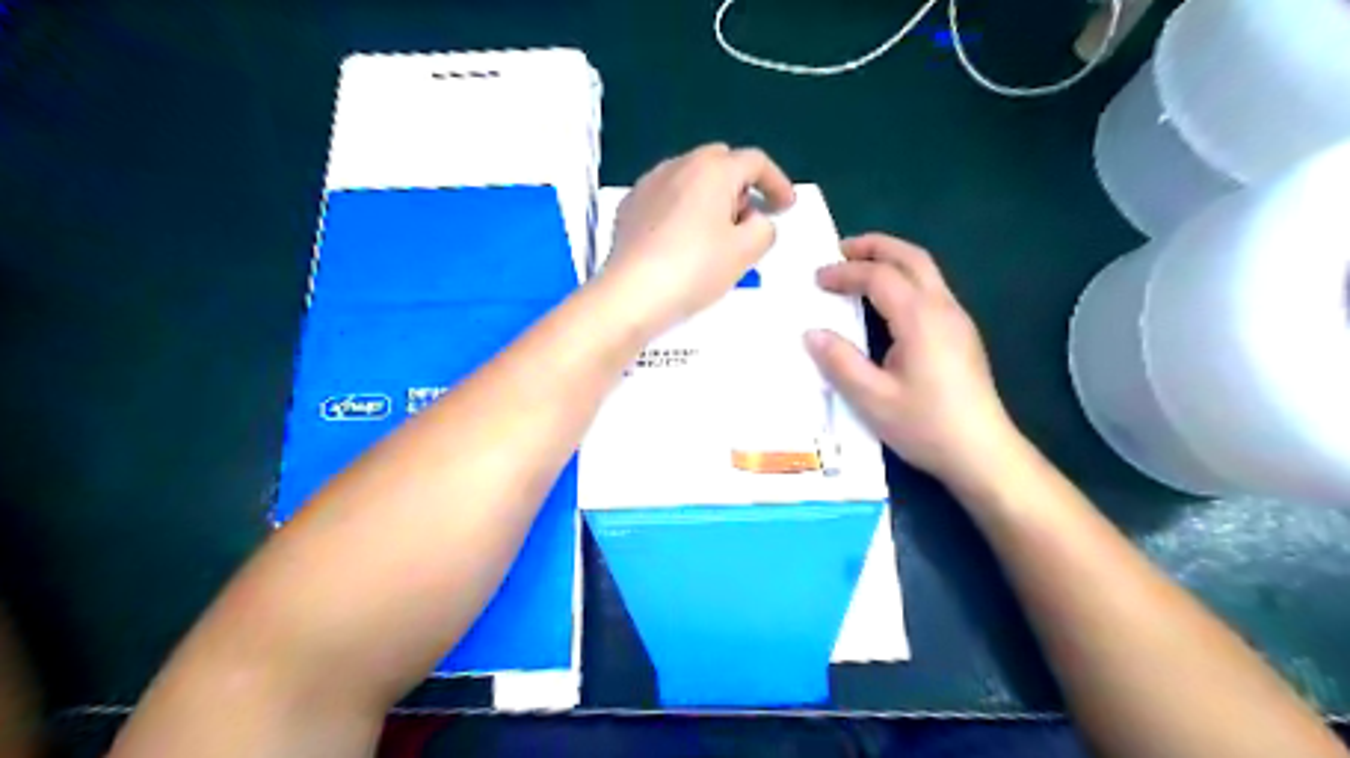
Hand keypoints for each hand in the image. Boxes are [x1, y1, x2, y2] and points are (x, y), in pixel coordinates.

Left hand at [599, 147, 791, 333]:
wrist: (631, 294)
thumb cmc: (694, 269)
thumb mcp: (745, 252)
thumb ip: (764, 229)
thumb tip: (755, 221)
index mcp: (712, 170)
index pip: (755, 162)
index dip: (777, 183)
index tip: (785, 208)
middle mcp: (678, 166)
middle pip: (720, 163)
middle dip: (741, 187)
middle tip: (749, 221)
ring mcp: (649, 184)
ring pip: (690, 178)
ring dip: (711, 197)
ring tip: (716, 235)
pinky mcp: (629, 207)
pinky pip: (666, 197)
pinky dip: (684, 209)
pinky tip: (683, 241)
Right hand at [799, 233, 1023, 493]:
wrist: (983, 453)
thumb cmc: (926, 425)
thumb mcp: (873, 398)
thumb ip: (840, 362)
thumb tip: (812, 333)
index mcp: (920, 318)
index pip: (879, 276)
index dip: (845, 272)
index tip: (817, 279)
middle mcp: (943, 308)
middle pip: (912, 257)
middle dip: (875, 246)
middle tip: (841, 250)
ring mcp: (958, 320)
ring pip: (926, 271)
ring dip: (892, 260)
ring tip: (860, 268)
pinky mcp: (962, 335)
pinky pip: (931, 289)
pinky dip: (904, 279)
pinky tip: (887, 302)